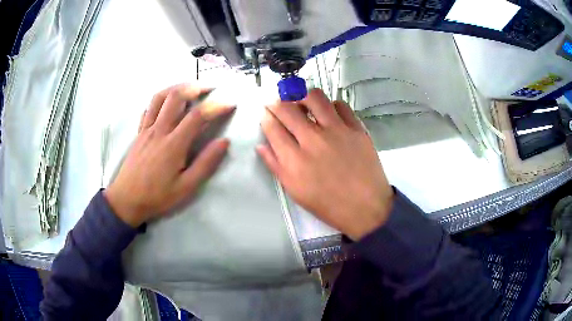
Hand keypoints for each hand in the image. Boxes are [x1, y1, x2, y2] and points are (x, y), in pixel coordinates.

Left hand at [104, 84, 234, 226]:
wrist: (126, 200)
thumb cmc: (157, 196)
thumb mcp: (186, 187)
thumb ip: (205, 164)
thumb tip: (224, 142)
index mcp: (173, 144)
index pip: (197, 116)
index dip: (216, 106)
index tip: (230, 103)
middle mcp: (159, 130)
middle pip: (176, 96)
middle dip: (195, 87)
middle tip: (209, 88)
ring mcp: (146, 129)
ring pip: (160, 97)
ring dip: (176, 87)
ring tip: (189, 88)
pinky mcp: (139, 132)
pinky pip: (148, 108)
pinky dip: (160, 100)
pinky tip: (167, 105)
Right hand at [257, 89, 393, 239]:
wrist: (365, 207)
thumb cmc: (327, 204)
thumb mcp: (295, 191)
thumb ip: (275, 166)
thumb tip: (261, 145)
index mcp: (294, 159)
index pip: (273, 127)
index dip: (266, 116)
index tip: (266, 113)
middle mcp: (313, 139)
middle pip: (288, 108)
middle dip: (277, 103)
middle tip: (278, 104)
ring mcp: (336, 131)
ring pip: (314, 97)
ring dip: (302, 96)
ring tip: (302, 103)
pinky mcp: (356, 129)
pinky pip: (340, 105)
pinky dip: (330, 105)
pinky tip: (329, 114)